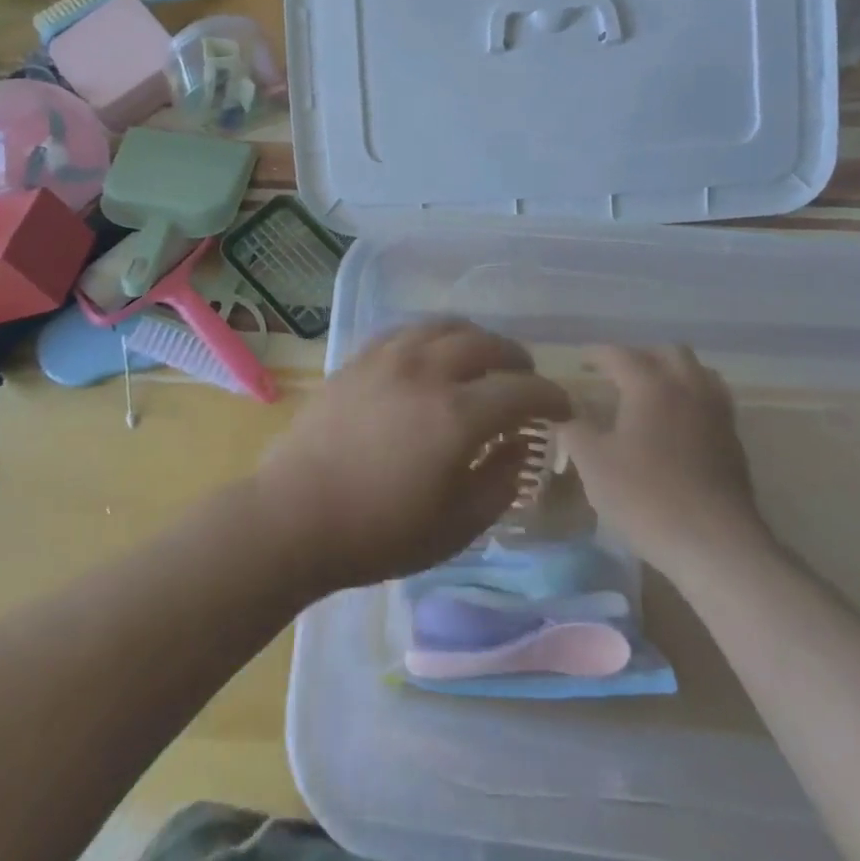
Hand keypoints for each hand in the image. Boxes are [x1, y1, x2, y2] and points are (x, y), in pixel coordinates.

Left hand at [256, 321, 572, 591]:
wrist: (294, 516)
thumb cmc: (378, 533)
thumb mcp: (455, 526)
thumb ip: (500, 482)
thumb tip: (521, 445)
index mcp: (458, 415)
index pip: (522, 390)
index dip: (552, 396)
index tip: (565, 407)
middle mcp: (427, 372)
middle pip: (486, 344)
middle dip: (516, 360)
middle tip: (525, 380)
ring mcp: (388, 358)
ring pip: (445, 327)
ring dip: (476, 339)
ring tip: (483, 360)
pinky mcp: (359, 359)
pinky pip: (408, 331)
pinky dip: (434, 338)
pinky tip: (433, 356)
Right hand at [561, 347, 770, 570]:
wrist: (716, 545)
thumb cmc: (646, 497)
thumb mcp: (593, 464)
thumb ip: (575, 432)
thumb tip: (567, 416)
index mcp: (651, 385)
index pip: (620, 354)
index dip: (596, 354)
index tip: (580, 360)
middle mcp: (688, 389)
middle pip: (669, 353)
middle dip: (641, 356)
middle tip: (618, 373)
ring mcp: (717, 415)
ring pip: (699, 373)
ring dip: (673, 374)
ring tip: (651, 393)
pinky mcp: (734, 443)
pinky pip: (712, 403)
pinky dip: (692, 400)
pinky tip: (676, 426)